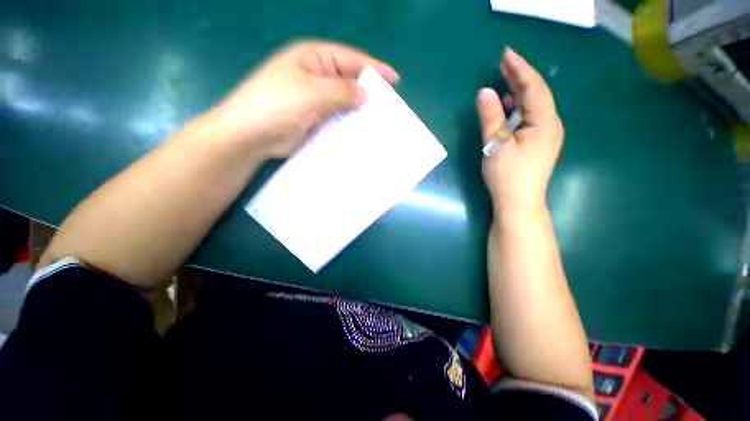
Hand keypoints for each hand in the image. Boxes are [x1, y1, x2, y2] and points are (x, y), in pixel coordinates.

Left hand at [205, 41, 398, 158]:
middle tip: (389, 107)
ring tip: (380, 122)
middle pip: (350, 82)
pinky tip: (361, 133)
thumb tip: (366, 95)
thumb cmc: (277, 104)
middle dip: (369, 94)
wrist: (252, 134)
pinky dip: (349, 125)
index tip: (394, 80)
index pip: (351, 60)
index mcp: (315, 59)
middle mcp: (318, 77)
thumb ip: (341, 91)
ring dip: (360, 112)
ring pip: (345, 103)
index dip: (374, 69)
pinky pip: (338, 119)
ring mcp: (318, 100)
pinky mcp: (317, 119)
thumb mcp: (311, 92)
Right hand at [477, 48, 563, 214]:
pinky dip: (517, 110)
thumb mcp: (496, 145)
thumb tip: (485, 92)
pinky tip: (506, 109)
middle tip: (503, 63)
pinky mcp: (537, 144)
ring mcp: (545, 135)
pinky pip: (529, 119)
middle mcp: (550, 125)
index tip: (506, 54)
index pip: (533, 88)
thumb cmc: (508, 175)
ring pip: (532, 107)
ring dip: (517, 94)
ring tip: (502, 83)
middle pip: (535, 94)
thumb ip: (491, 118)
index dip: (520, 69)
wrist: (518, 203)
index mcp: (544, 122)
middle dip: (519, 77)